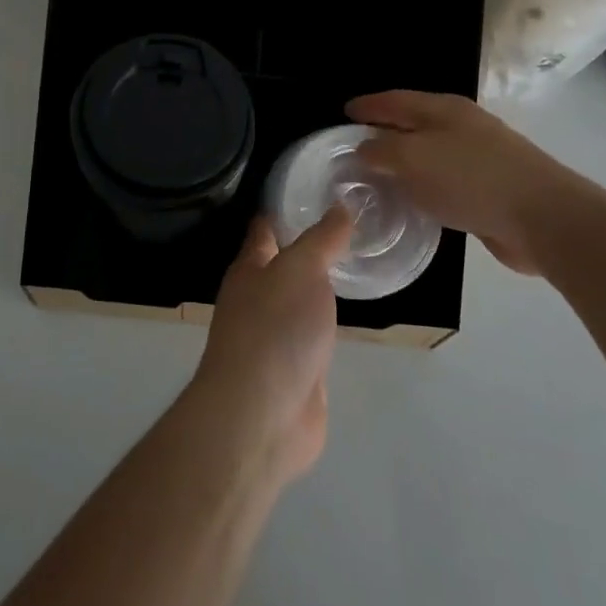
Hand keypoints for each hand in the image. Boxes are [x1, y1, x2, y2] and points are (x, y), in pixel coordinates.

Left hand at [190, 209, 348, 484]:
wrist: (262, 416)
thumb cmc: (274, 329)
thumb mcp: (301, 270)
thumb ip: (322, 239)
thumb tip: (340, 206)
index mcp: (250, 269)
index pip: (265, 229)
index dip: (285, 209)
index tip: (314, 189)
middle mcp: (258, 298)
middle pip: (282, 264)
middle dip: (307, 245)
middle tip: (350, 224)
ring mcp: (275, 337)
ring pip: (299, 300)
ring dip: (319, 285)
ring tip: (355, 262)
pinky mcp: (295, 370)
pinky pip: (313, 336)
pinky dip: (329, 323)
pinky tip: (349, 316)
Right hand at [347, 91, 593, 274]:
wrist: (543, 217)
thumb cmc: (471, 178)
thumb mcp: (414, 158)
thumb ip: (382, 150)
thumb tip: (363, 148)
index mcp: (443, 109)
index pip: (395, 100)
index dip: (368, 105)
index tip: (344, 112)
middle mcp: (461, 126)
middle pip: (414, 122)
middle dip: (384, 130)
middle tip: (354, 145)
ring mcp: (479, 156)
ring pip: (429, 152)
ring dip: (404, 160)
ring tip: (377, 175)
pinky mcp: (489, 187)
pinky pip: (444, 179)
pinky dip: (423, 184)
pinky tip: (413, 201)